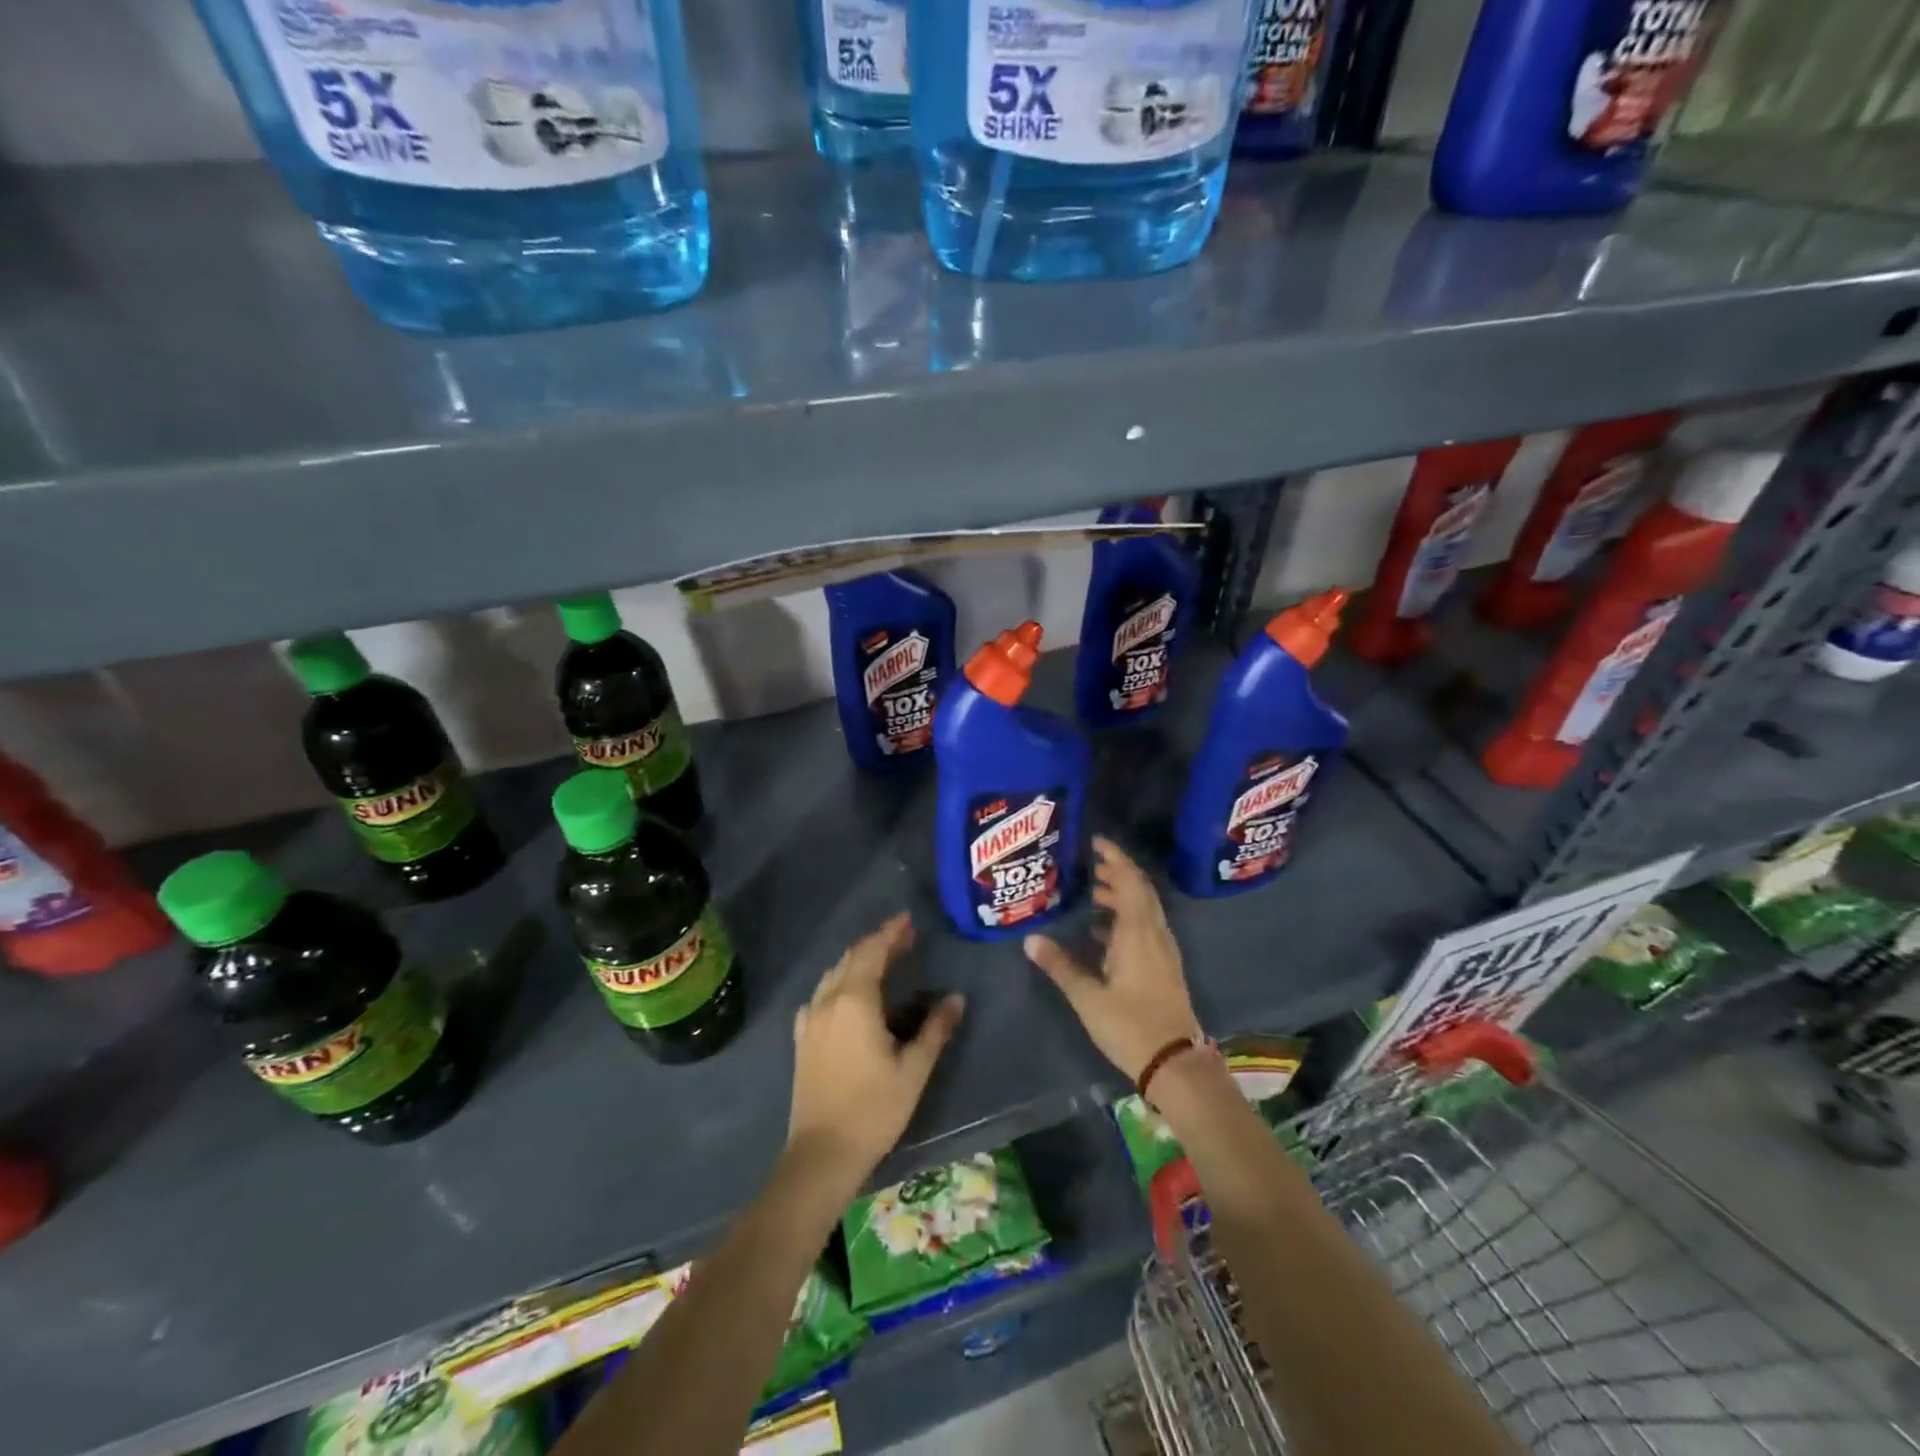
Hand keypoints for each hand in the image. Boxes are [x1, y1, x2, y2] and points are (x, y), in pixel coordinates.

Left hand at [787, 913, 964, 1189]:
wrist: (822, 1154)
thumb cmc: (874, 1109)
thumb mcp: (914, 1070)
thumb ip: (936, 1029)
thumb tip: (957, 999)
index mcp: (855, 1001)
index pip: (873, 952)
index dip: (890, 932)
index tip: (908, 920)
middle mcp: (828, 1001)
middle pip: (852, 958)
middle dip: (878, 942)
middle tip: (904, 937)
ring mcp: (810, 1019)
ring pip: (834, 974)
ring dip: (858, 960)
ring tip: (883, 959)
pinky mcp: (802, 1038)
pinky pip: (821, 994)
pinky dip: (840, 981)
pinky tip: (849, 995)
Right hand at [1024, 837, 1201, 1080]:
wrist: (1176, 1064)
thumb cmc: (1131, 1026)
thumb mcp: (1088, 997)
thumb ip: (1060, 965)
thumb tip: (1030, 939)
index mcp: (1138, 933)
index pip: (1131, 882)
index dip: (1116, 859)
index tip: (1096, 843)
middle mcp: (1155, 935)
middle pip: (1140, 892)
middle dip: (1117, 874)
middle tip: (1089, 866)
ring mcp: (1163, 952)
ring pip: (1144, 910)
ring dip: (1122, 896)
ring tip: (1092, 894)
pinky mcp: (1164, 967)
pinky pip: (1146, 928)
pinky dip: (1127, 918)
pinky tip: (1103, 933)